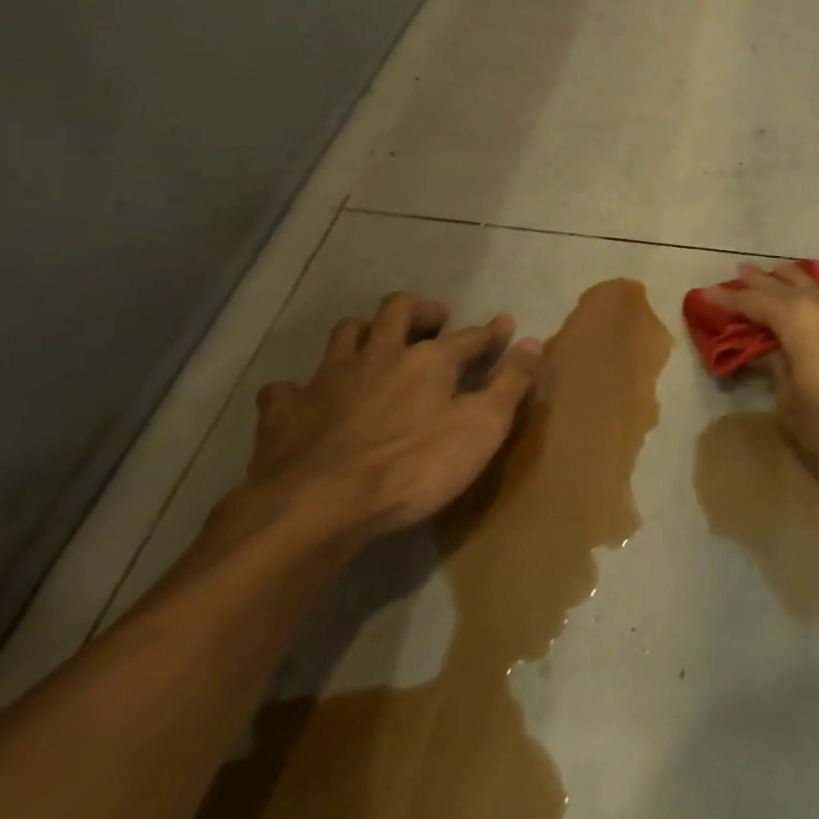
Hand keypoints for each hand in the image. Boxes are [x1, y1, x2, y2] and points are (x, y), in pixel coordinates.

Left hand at [233, 291, 542, 544]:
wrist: (315, 508)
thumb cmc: (413, 468)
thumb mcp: (482, 428)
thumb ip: (510, 383)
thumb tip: (533, 342)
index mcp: (430, 360)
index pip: (470, 335)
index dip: (491, 331)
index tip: (504, 325)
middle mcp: (380, 355)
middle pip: (398, 310)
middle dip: (421, 310)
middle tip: (434, 323)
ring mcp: (327, 380)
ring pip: (345, 333)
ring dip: (364, 334)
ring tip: (376, 348)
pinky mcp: (284, 413)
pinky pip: (286, 388)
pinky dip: (300, 390)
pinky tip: (308, 403)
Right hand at [707, 264, 818, 477]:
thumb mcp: (793, 405)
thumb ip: (777, 370)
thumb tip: (771, 351)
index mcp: (798, 318)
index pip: (753, 302)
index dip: (728, 299)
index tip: (706, 294)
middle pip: (786, 285)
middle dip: (761, 280)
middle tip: (741, 271)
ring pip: (816, 287)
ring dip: (793, 282)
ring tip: (778, 277)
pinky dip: (818, 298)